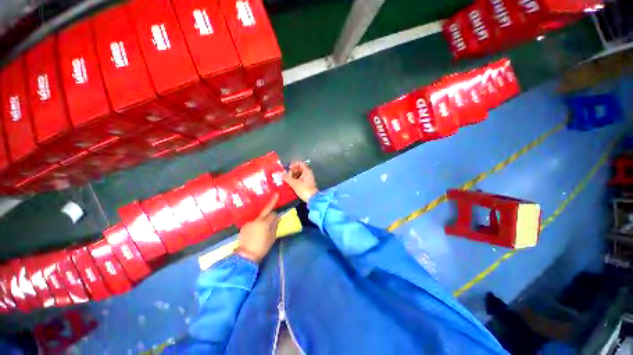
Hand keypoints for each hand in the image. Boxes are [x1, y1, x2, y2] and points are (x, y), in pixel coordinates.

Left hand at [235, 194, 279, 262]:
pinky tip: (256, 232)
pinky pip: (253, 223)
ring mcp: (249, 223)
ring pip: (259, 218)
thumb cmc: (262, 247)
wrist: (246, 255)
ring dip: (262, 219)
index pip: (272, 213)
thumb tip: (277, 217)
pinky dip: (256, 225)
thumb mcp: (272, 237)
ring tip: (263, 228)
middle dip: (271, 203)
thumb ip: (274, 225)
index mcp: (264, 223)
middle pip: (265, 211)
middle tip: (276, 195)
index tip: (277, 204)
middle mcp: (256, 220)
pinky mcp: (244, 227)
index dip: (276, 212)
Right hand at [282, 161, 318, 202]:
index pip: (299, 163)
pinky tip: (291, 184)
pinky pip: (300, 179)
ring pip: (299, 174)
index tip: (288, 169)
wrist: (312, 199)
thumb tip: (280, 174)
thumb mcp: (294, 183)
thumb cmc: (304, 189)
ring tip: (288, 180)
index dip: (293, 165)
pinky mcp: (307, 184)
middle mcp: (308, 173)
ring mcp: (308, 179)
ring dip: (293, 176)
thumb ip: (287, 178)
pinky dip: (296, 180)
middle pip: (299, 169)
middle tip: (287, 175)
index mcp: (306, 171)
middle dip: (292, 171)